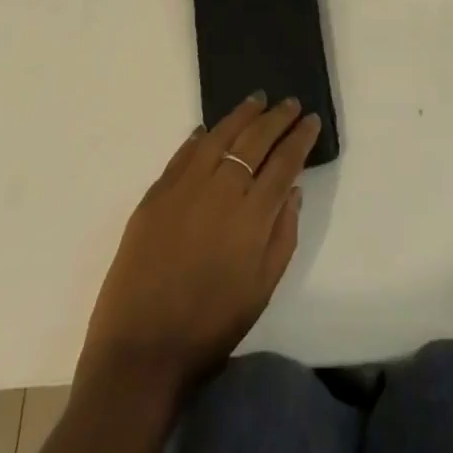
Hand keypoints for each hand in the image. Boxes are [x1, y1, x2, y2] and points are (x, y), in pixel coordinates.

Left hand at [76, 93, 319, 402]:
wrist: (141, 351)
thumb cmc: (210, 327)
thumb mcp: (262, 290)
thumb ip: (283, 235)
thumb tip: (293, 191)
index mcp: (252, 216)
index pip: (284, 162)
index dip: (300, 138)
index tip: (311, 120)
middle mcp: (221, 190)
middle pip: (254, 141)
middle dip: (277, 118)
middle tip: (290, 103)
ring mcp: (185, 187)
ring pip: (219, 136)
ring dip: (241, 115)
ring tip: (256, 100)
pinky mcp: (156, 194)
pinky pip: (183, 154)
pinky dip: (200, 137)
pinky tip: (209, 130)